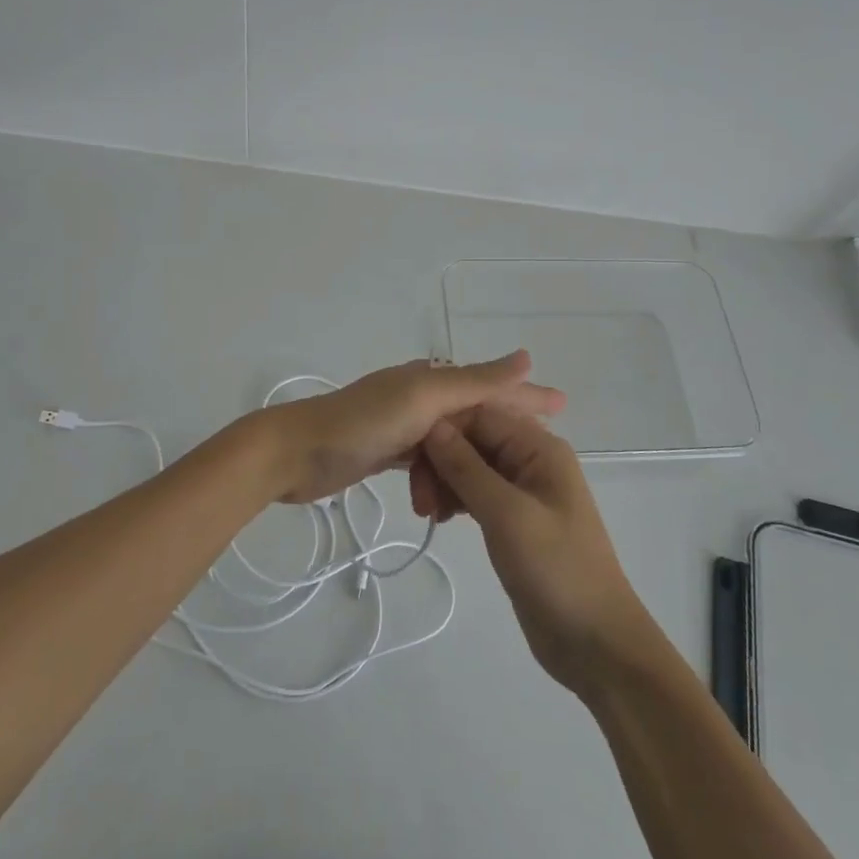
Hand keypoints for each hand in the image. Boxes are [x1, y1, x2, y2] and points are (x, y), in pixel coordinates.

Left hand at [262, 351, 564, 505]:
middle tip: (534, 463)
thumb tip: (525, 356)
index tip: (564, 406)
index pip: (490, 385)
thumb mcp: (422, 400)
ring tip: (480, 501)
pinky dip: (439, 479)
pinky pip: (427, 463)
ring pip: (452, 445)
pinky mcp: (385, 450)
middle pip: (474, 416)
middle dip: (502, 437)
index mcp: (430, 378)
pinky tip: (442, 502)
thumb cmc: (360, 423)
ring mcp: (401, 424)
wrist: (294, 455)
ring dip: (467, 469)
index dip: (527, 394)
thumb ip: (473, 382)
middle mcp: (419, 396)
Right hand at [414, 406, 657, 694]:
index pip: (480, 413)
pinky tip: (438, 519)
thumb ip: (467, 467)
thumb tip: (432, 425)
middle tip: (418, 499)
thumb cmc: (557, 569)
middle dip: (440, 459)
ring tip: (426, 514)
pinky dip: (454, 499)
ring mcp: (523, 490)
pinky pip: (476, 492)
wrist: (595, 642)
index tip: (410, 457)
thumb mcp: (507, 514)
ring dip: (443, 481)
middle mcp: (531, 459)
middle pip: (473, 438)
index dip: (443, 428)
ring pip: (470, 466)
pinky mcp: (513, 519)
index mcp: (539, 447)